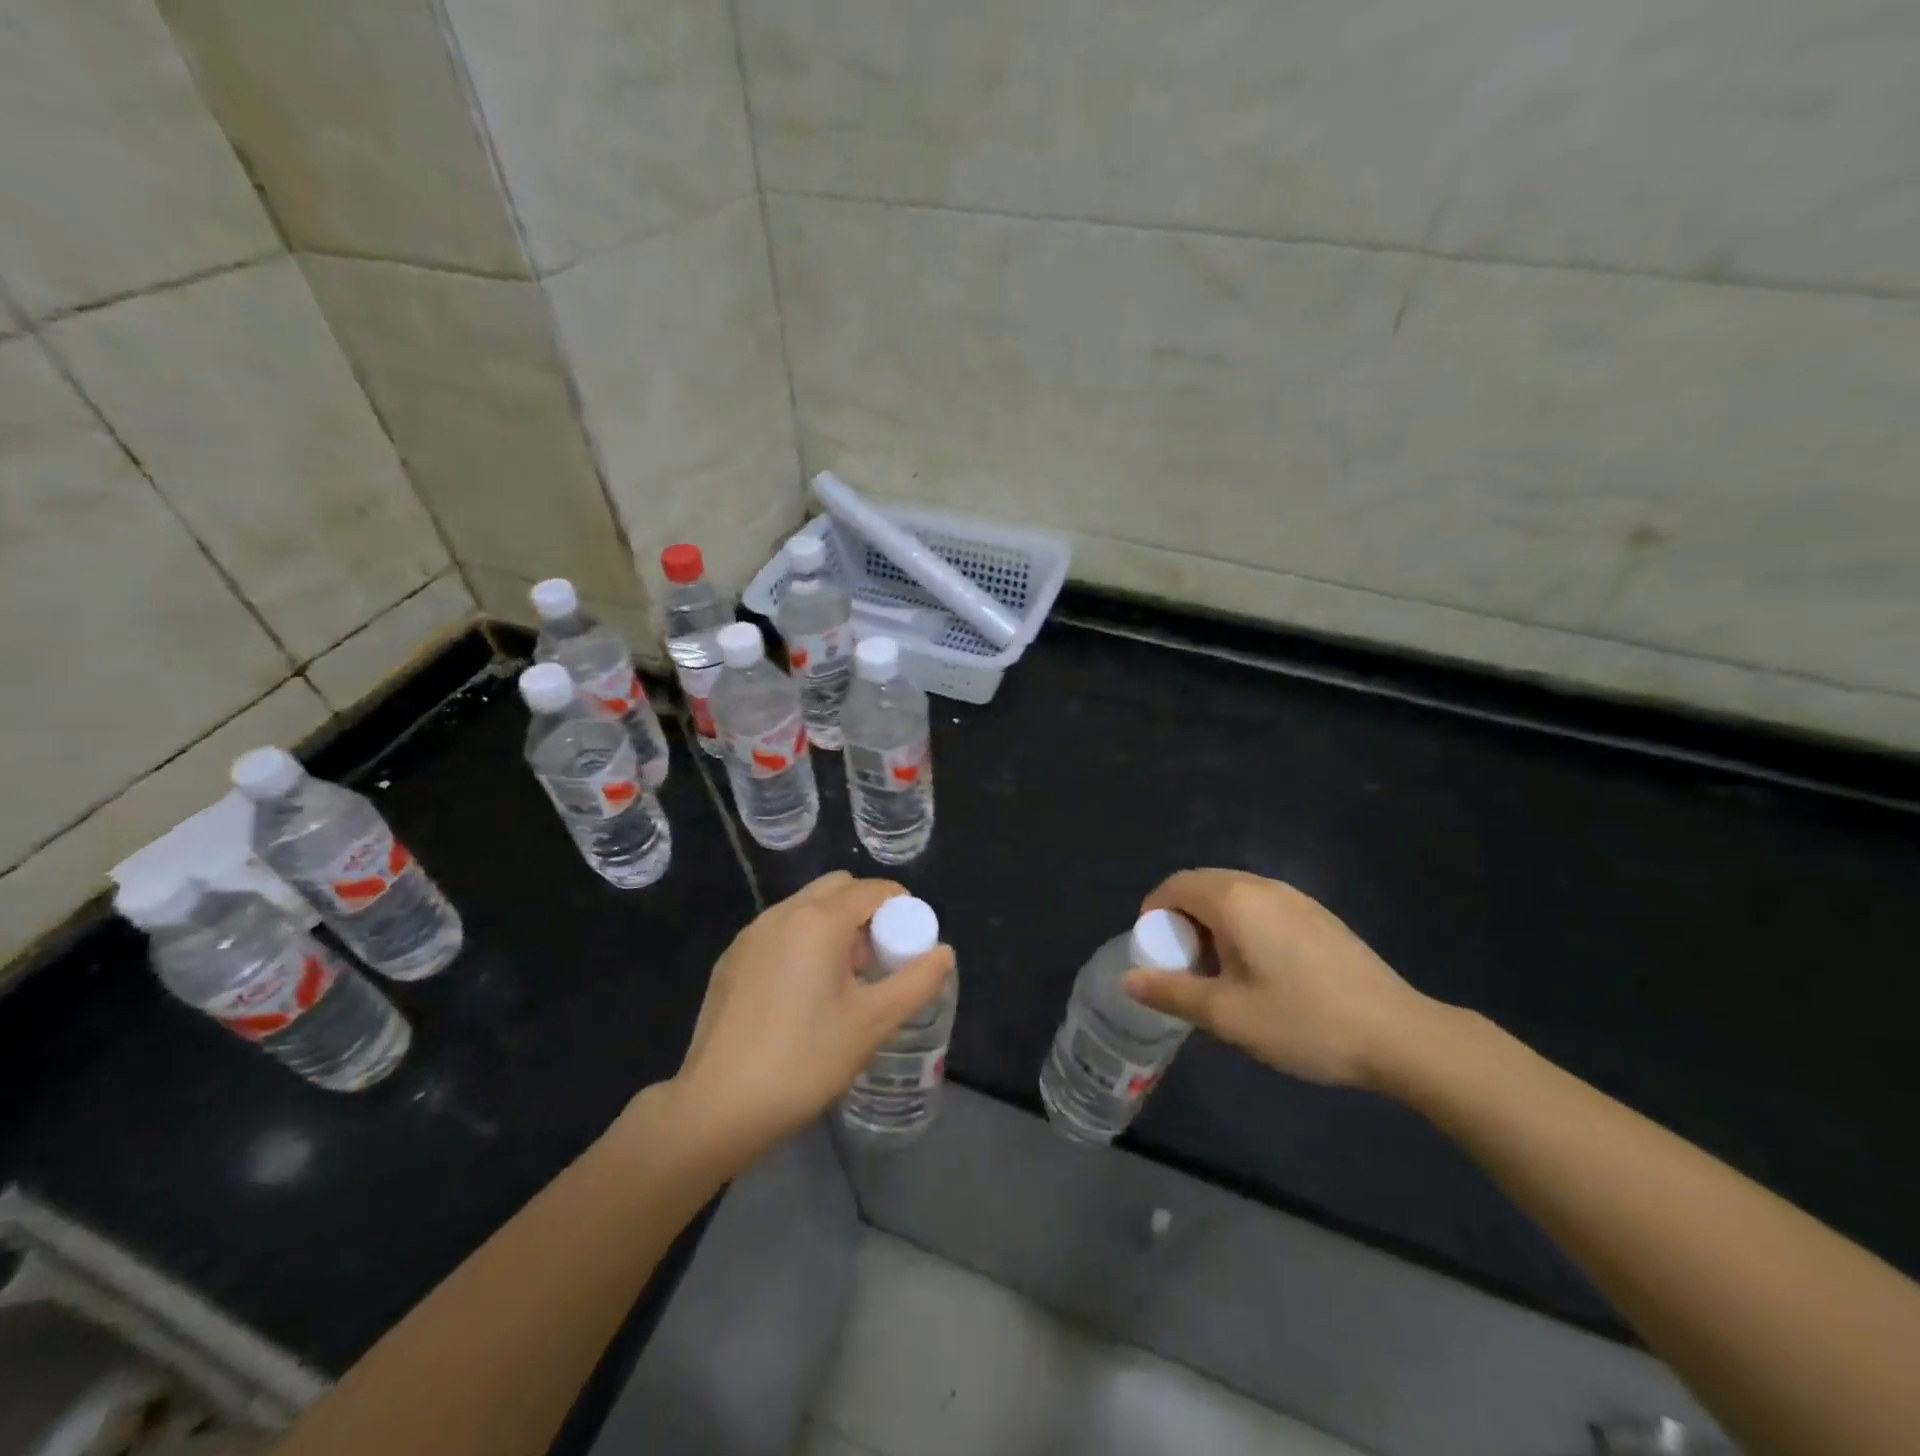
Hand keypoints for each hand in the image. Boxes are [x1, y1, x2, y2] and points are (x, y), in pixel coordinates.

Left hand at [645, 872, 952, 1172]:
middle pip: (837, 889)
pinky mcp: (731, 960)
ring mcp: (750, 935)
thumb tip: (944, 953)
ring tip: (842, 984)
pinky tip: (801, 997)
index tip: (910, 945)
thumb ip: (916, 982)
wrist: (716, 1107)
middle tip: (876, 963)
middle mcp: (781, 913)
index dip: (901, 909)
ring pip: (806, 909)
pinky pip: (779, 932)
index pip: (872, 889)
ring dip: (834, 928)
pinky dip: (802, 944)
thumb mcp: (873, 1023)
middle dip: (866, 913)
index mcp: (818, 920)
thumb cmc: (804, 1059)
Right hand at [1124, 869, 1434, 1089]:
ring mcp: (1295, 897)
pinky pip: (1262, 905)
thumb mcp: (1227, 1014)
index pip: (1174, 886)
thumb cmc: (1303, 1020)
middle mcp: (1261, 885)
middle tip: (1183, 964)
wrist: (1399, 1034)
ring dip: (1212, 922)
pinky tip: (1261, 970)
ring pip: (1233, 895)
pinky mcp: (1318, 915)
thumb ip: (1172, 992)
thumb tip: (1128, 979)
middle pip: (1202, 885)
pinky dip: (1242, 925)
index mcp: (1233, 900)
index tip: (1154, 953)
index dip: (1153, 914)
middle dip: (1181, 918)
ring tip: (1220, 971)